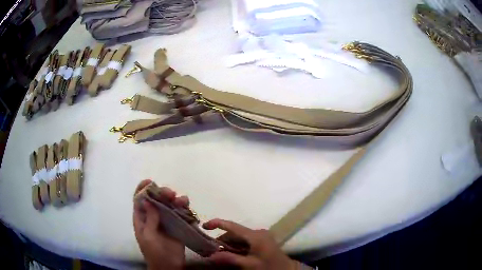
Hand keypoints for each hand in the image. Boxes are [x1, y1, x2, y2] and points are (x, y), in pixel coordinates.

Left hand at [133, 180, 187, 269]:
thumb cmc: (154, 252)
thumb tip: (148, 201)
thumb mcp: (149, 237)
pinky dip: (183, 209)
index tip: (150, 181)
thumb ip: (149, 220)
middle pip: (156, 200)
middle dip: (161, 193)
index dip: (142, 189)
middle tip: (170, 193)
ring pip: (169, 205)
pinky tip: (187, 207)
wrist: (168, 267)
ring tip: (181, 200)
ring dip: (174, 200)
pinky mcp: (177, 226)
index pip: (139, 200)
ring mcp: (165, 221)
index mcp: (141, 219)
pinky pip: (180, 214)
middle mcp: (153, 217)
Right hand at [203, 219, 298, 269]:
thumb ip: (230, 259)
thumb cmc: (268, 266)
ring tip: (220, 255)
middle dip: (222, 241)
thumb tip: (210, 256)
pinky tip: (232, 255)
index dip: (217, 223)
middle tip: (212, 251)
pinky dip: (236, 247)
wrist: (287, 269)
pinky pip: (245, 242)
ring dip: (229, 245)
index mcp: (255, 235)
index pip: (232, 225)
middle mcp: (257, 232)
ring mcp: (260, 236)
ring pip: (239, 238)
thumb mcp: (249, 264)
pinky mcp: (262, 241)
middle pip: (234, 233)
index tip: (204, 226)